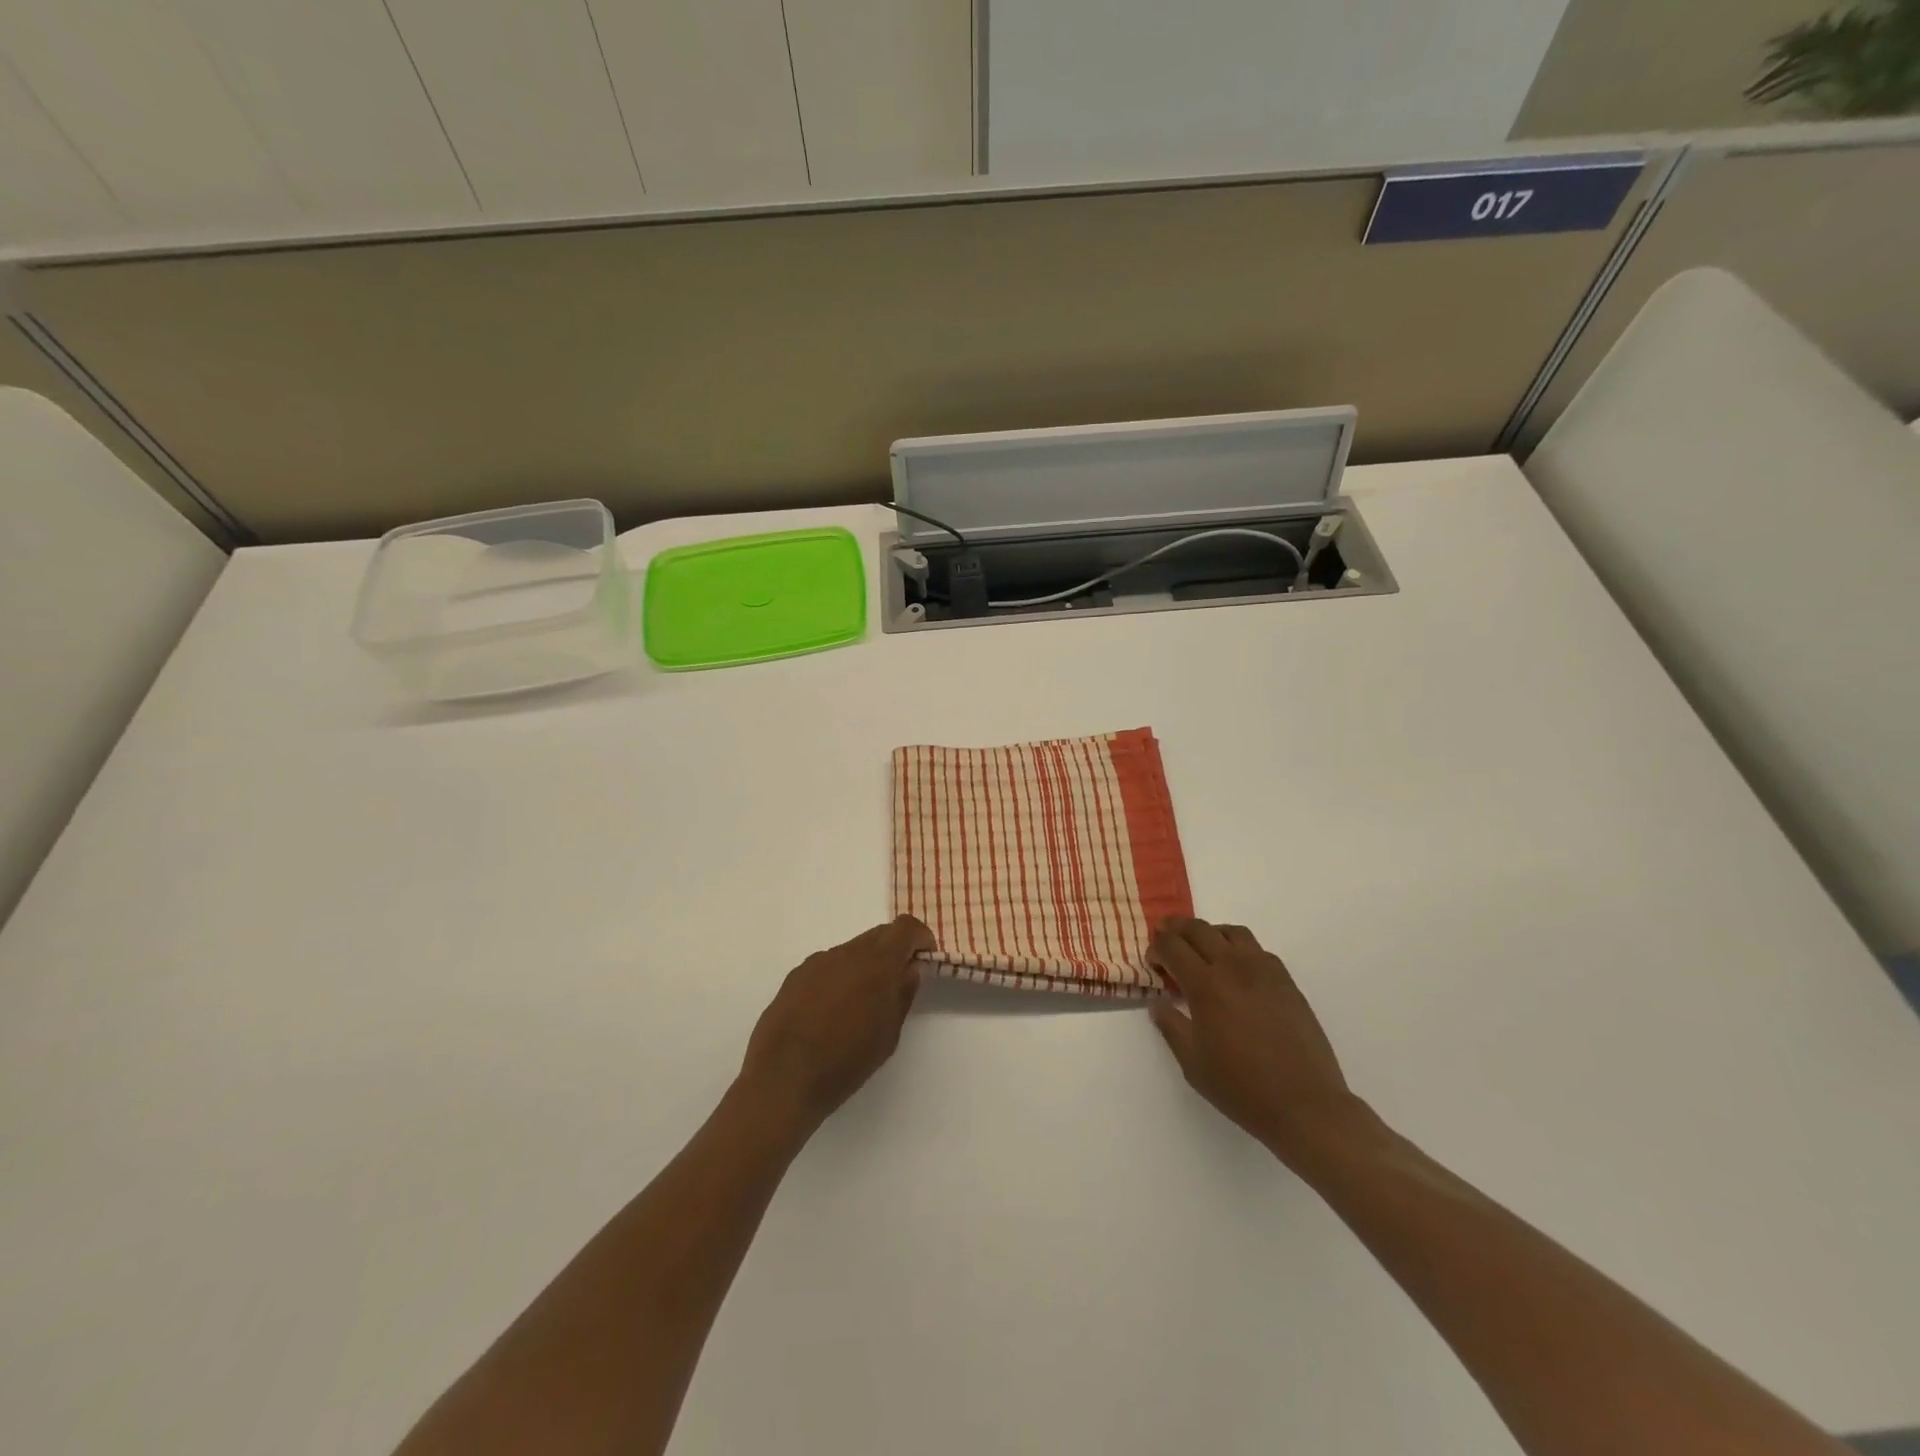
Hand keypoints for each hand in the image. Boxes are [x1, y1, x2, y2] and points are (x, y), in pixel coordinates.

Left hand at [738, 915, 932, 1139]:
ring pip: (851, 950)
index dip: (919, 938)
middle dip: (893, 951)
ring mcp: (817, 962)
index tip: (924, 959)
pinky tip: (830, 1012)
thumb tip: (909, 969)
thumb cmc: (846, 1061)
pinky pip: (827, 966)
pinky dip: (839, 977)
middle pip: (878, 935)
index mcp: (877, 962)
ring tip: (860, 1004)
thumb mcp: (888, 1034)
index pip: (905, 927)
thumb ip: (902, 994)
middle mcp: (846, 952)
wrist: (783, 1078)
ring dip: (864, 966)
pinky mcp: (795, 976)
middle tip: (896, 984)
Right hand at [1147, 918, 1373, 1168]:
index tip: (1153, 962)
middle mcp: (1234, 967)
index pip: (1172, 946)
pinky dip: (1238, 949)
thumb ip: (1171, 1027)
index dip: (1156, 948)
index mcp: (1206, 985)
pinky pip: (1257, 950)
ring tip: (1202, 950)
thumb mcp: (1193, 1064)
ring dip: (1209, 933)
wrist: (1305, 1105)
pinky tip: (1236, 971)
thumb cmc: (1242, 1088)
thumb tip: (1157, 1003)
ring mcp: (1264, 971)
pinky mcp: (1286, 981)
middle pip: (1199, 929)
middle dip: (1176, 929)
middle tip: (1166, 940)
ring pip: (1231, 932)